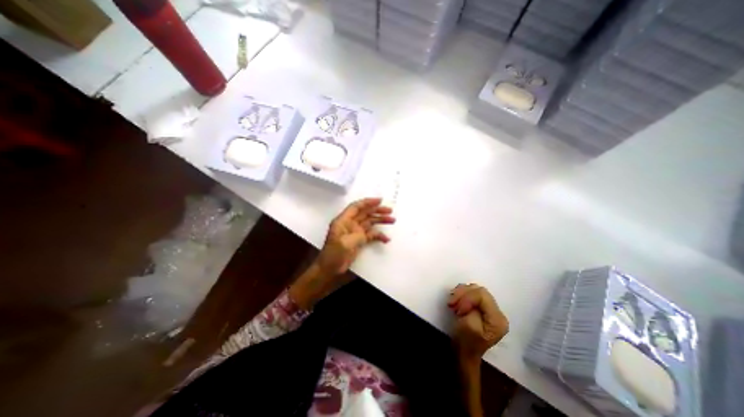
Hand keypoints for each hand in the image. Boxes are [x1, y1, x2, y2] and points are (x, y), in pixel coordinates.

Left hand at [316, 198, 394, 275]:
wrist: (330, 269)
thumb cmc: (334, 254)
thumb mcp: (345, 243)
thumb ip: (358, 234)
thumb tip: (371, 232)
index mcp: (344, 220)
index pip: (356, 207)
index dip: (368, 202)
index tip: (380, 201)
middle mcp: (350, 224)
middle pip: (365, 213)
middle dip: (377, 210)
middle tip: (390, 211)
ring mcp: (355, 232)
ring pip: (370, 222)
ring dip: (380, 220)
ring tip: (392, 220)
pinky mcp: (359, 240)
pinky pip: (371, 235)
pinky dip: (379, 235)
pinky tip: (386, 239)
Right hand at [445, 285, 508, 361]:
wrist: (463, 353)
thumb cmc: (465, 342)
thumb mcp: (469, 325)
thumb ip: (472, 308)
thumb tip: (468, 298)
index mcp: (497, 319)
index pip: (482, 295)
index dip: (467, 298)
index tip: (456, 308)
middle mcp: (498, 313)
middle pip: (479, 291)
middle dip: (463, 294)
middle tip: (451, 302)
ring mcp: (491, 310)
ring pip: (475, 290)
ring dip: (461, 293)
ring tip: (453, 302)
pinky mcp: (482, 308)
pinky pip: (473, 294)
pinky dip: (462, 295)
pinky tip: (456, 301)